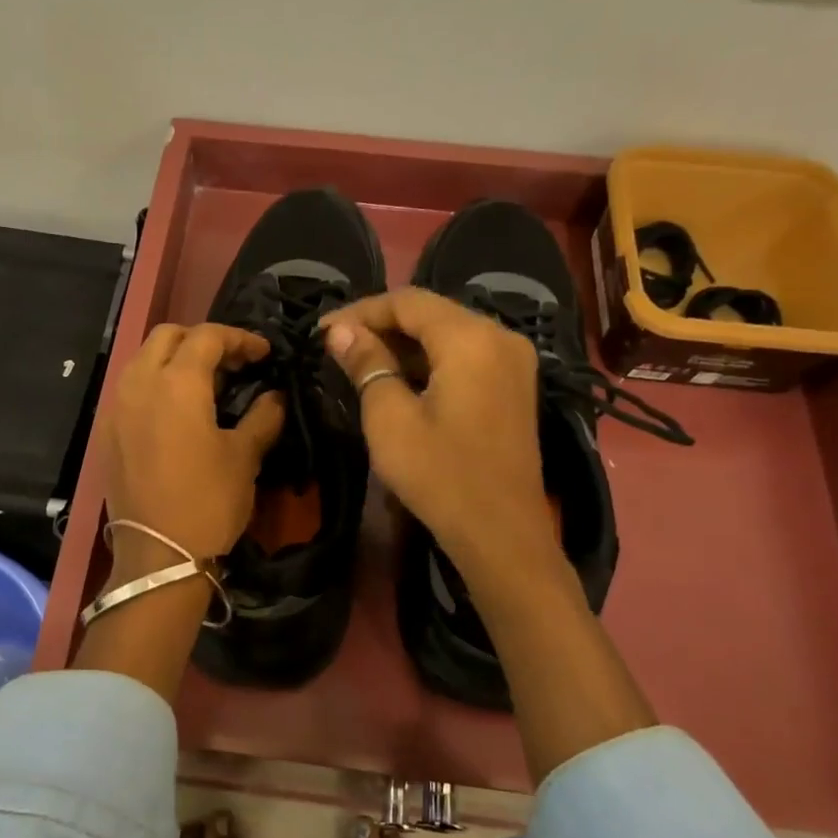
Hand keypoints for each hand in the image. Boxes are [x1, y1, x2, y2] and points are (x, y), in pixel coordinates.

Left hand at [102, 322, 284, 571]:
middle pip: (168, 336)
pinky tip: (175, 411)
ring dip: (175, 359)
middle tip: (233, 364)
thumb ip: (264, 416)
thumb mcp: (245, 457)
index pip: (207, 336)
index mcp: (177, 382)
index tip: (264, 354)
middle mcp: (139, 383)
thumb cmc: (207, 501)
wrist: (157, 556)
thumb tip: (276, 396)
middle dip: (202, 340)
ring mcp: (116, 407)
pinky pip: (129, 388)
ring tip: (205, 384)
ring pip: (143, 359)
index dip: (240, 338)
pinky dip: (154, 383)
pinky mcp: (106, 432)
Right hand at [320, 289, 558, 581]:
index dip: (361, 311)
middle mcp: (501, 337)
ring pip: (449, 334)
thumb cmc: (440, 475)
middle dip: (381, 326)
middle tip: (337, 347)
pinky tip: (399, 380)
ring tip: (360, 363)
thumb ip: (366, 364)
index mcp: (471, 337)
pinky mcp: (515, 387)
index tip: (322, 331)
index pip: (408, 301)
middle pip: (432, 313)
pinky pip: (466, 356)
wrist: (502, 535)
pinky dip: (430, 362)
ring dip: (404, 344)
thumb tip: (339, 330)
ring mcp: (514, 362)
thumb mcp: (389, 419)